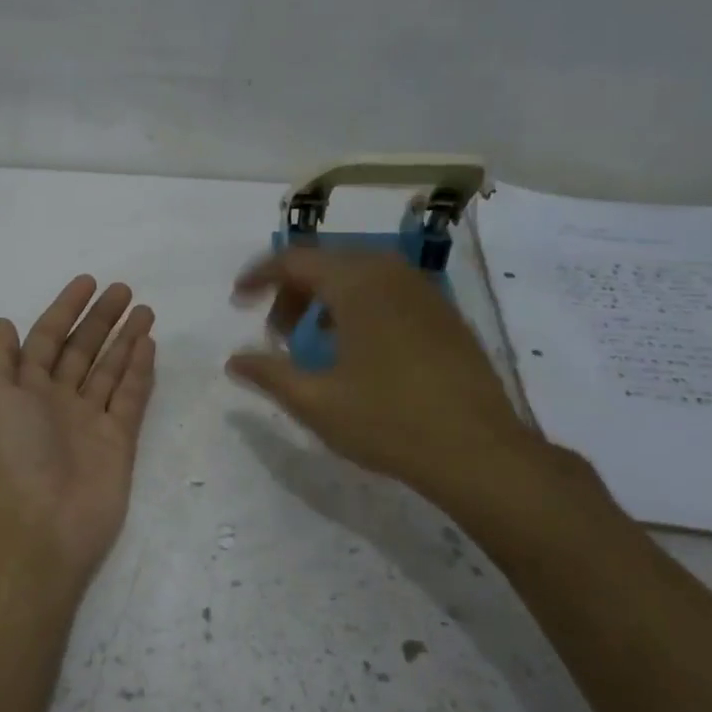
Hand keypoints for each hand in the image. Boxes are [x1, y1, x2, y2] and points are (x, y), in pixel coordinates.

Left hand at [0, 275, 156, 584]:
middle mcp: (57, 400)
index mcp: (25, 389)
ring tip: (145, 310)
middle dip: (101, 319)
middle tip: (124, 290)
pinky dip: (139, 370)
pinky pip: (130, 397)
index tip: (88, 282)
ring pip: (110, 369)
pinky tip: (148, 343)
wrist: (42, 519)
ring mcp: (90, 420)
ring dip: (125, 339)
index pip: (46, 339)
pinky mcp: (119, 439)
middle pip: (82, 350)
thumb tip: (4, 324)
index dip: (64, 310)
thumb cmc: (13, 451)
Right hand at [225, 251, 542, 513]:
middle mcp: (391, 274)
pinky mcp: (444, 314)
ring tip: (312, 342)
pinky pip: (388, 292)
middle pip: (327, 263)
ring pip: (360, 276)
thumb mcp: (315, 401)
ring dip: (325, 299)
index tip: (237, 299)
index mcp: (357, 284)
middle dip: (292, 291)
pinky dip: (359, 306)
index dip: (259, 276)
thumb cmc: (388, 421)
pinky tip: (356, 349)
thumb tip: (233, 360)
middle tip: (275, 333)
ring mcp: (424, 291)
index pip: (295, 260)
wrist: (478, 451)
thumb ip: (268, 374)